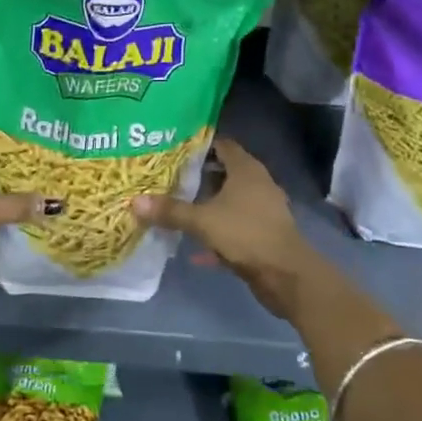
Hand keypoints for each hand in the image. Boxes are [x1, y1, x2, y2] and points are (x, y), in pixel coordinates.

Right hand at [133, 137, 321, 316]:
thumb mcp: (202, 221)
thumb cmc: (246, 234)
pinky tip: (197, 248)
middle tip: (170, 178)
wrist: (287, 275)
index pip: (222, 145)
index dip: (200, 146)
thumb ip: (170, 211)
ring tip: (180, 207)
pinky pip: (236, 225)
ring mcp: (264, 209)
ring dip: (209, 204)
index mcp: (246, 170)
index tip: (174, 150)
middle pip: (226, 171)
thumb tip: (134, 201)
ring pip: (231, 200)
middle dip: (200, 175)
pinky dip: (218, 231)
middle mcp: (258, 183)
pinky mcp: (265, 233)